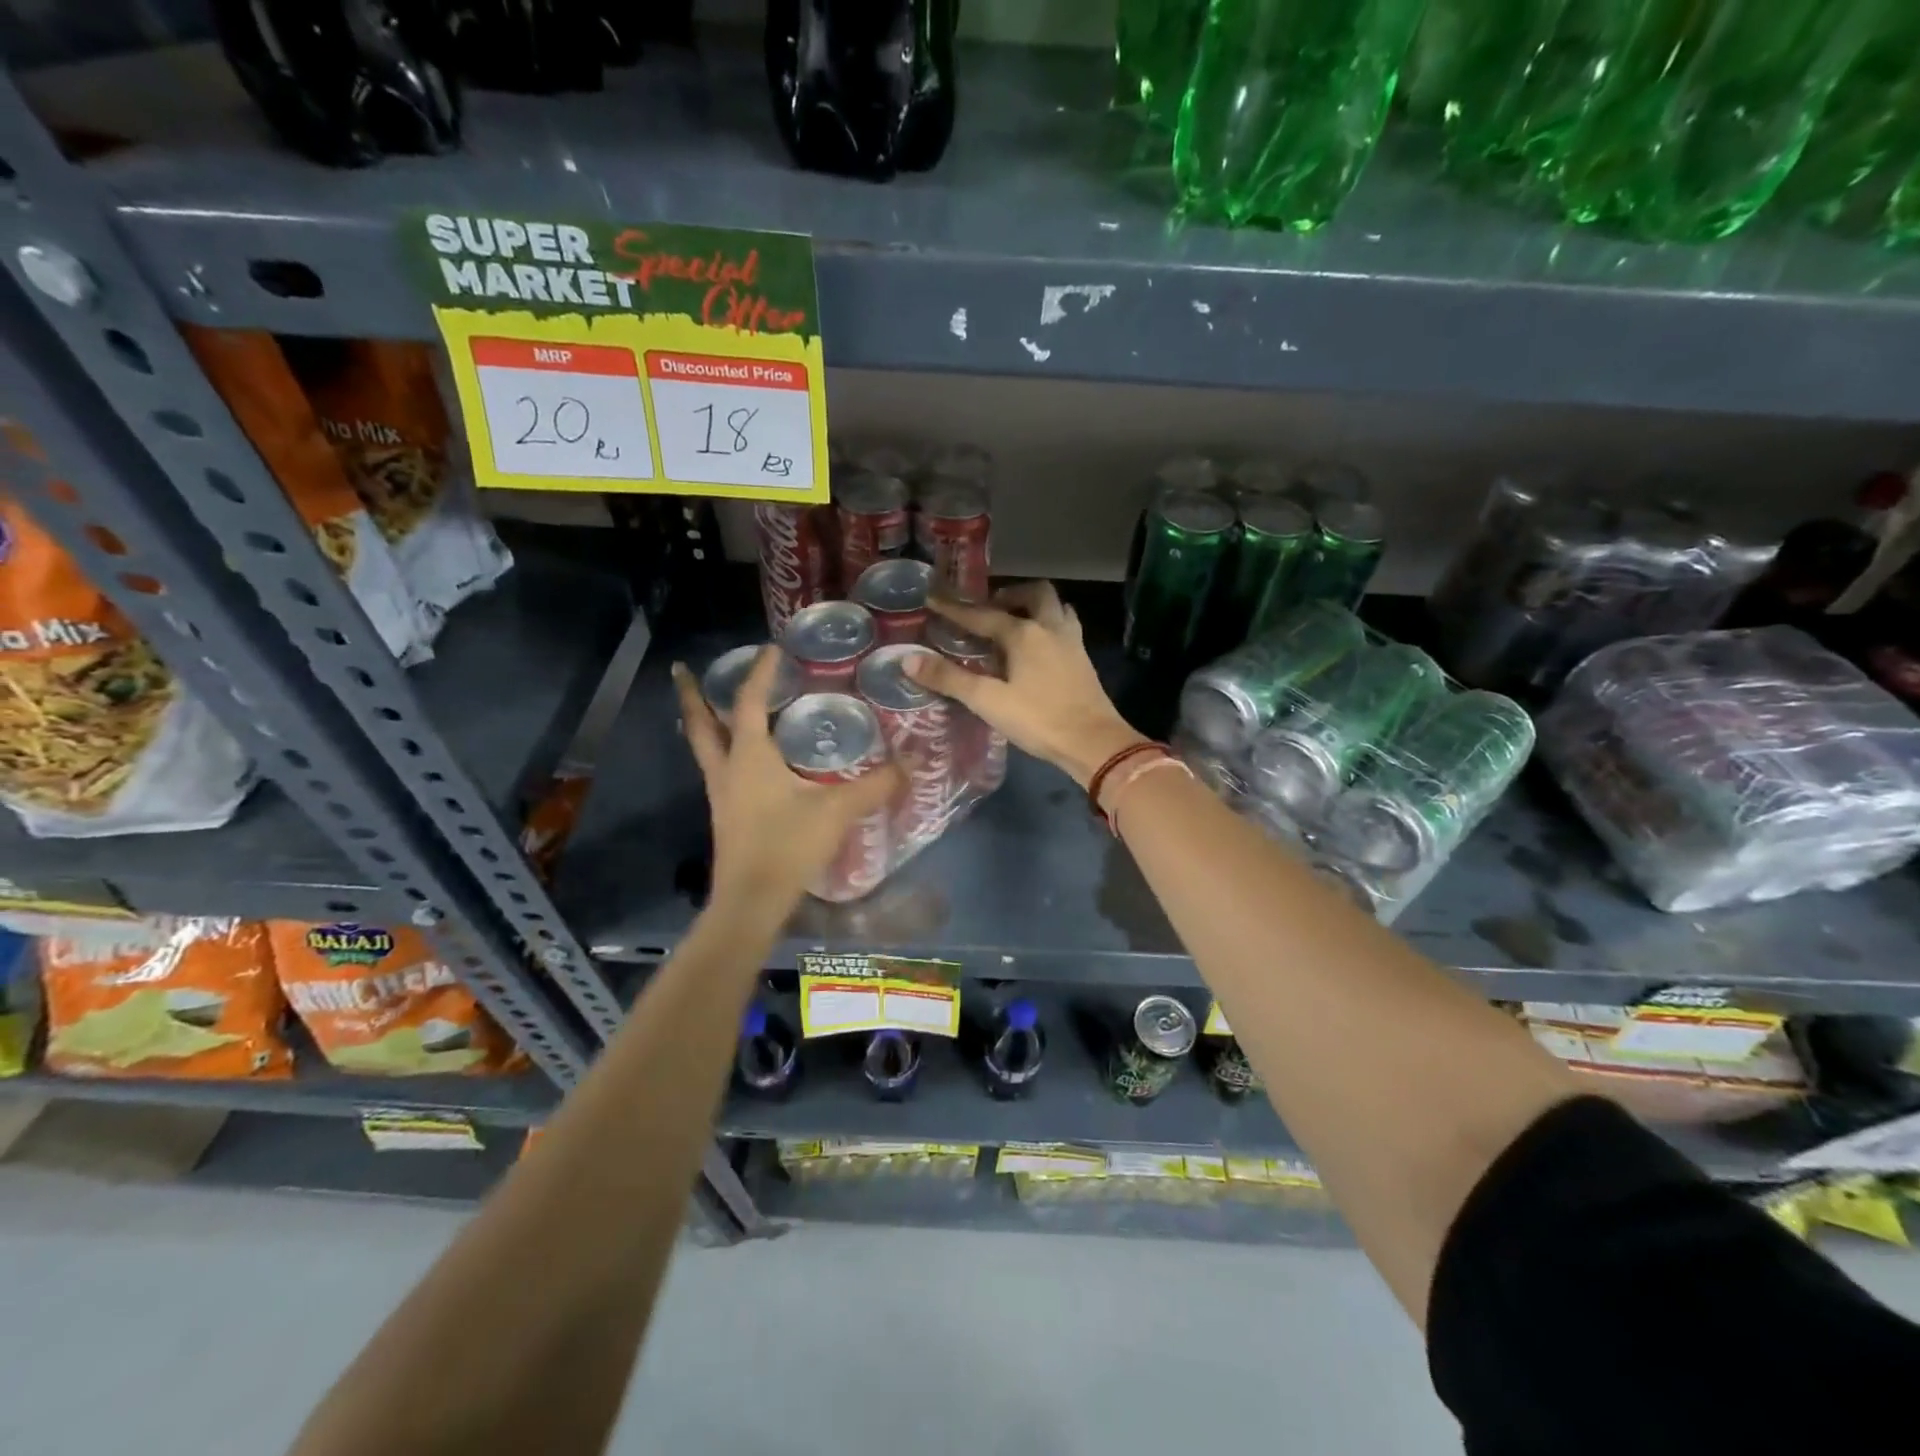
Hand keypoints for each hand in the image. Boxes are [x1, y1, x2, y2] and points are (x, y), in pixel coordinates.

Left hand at [672, 649, 902, 908]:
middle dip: (690, 695)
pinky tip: (741, 758)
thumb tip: (911, 764)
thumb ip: (875, 785)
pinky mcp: (726, 815)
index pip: (750, 701)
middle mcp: (727, 769)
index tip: (771, 648)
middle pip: (701, 723)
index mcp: (749, 756)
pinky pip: (718, 769)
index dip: (760, 672)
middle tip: (682, 670)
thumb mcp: (837, 811)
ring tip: (708, 705)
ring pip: (704, 747)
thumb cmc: (787, 846)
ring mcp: (721, 794)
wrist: (751, 902)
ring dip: (702, 722)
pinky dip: (721, 751)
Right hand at [905, 583, 1146, 787]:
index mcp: (1024, 633)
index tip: (933, 598)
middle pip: (1034, 594)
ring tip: (1015, 622)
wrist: (1094, 742)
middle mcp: (1051, 628)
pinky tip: (1039, 647)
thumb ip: (950, 679)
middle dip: (1009, 594)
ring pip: (1055, 607)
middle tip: (990, 607)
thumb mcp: (989, 702)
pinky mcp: (1083, 660)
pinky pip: (1065, 627)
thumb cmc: (1039, 720)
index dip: (955, 609)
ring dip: (1034, 606)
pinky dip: (1049, 625)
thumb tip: (908, 659)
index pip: (982, 615)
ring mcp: (1072, 642)